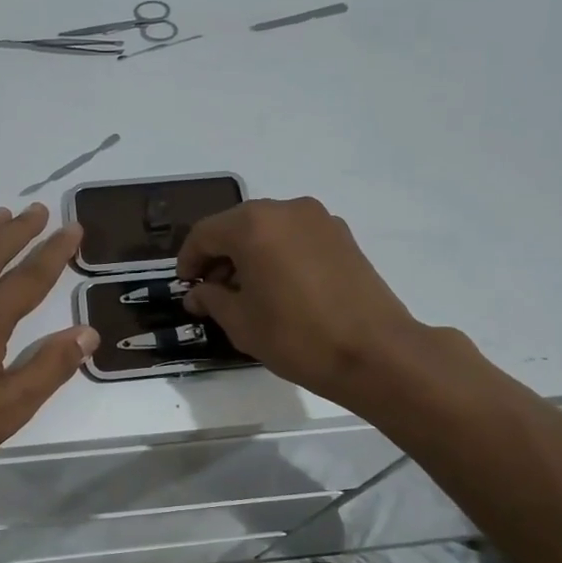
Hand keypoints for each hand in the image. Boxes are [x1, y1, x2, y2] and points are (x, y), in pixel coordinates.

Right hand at [176, 197, 441, 407]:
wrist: (376, 352)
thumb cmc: (297, 337)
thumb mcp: (242, 323)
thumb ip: (212, 299)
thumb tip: (198, 294)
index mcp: (253, 225)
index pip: (205, 233)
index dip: (188, 260)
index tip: (186, 287)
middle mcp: (285, 210)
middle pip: (237, 225)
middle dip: (219, 255)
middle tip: (213, 291)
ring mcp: (319, 219)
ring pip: (269, 229)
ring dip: (250, 253)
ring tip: (248, 292)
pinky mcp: (342, 236)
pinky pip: (296, 236)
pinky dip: (279, 253)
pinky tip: (280, 287)